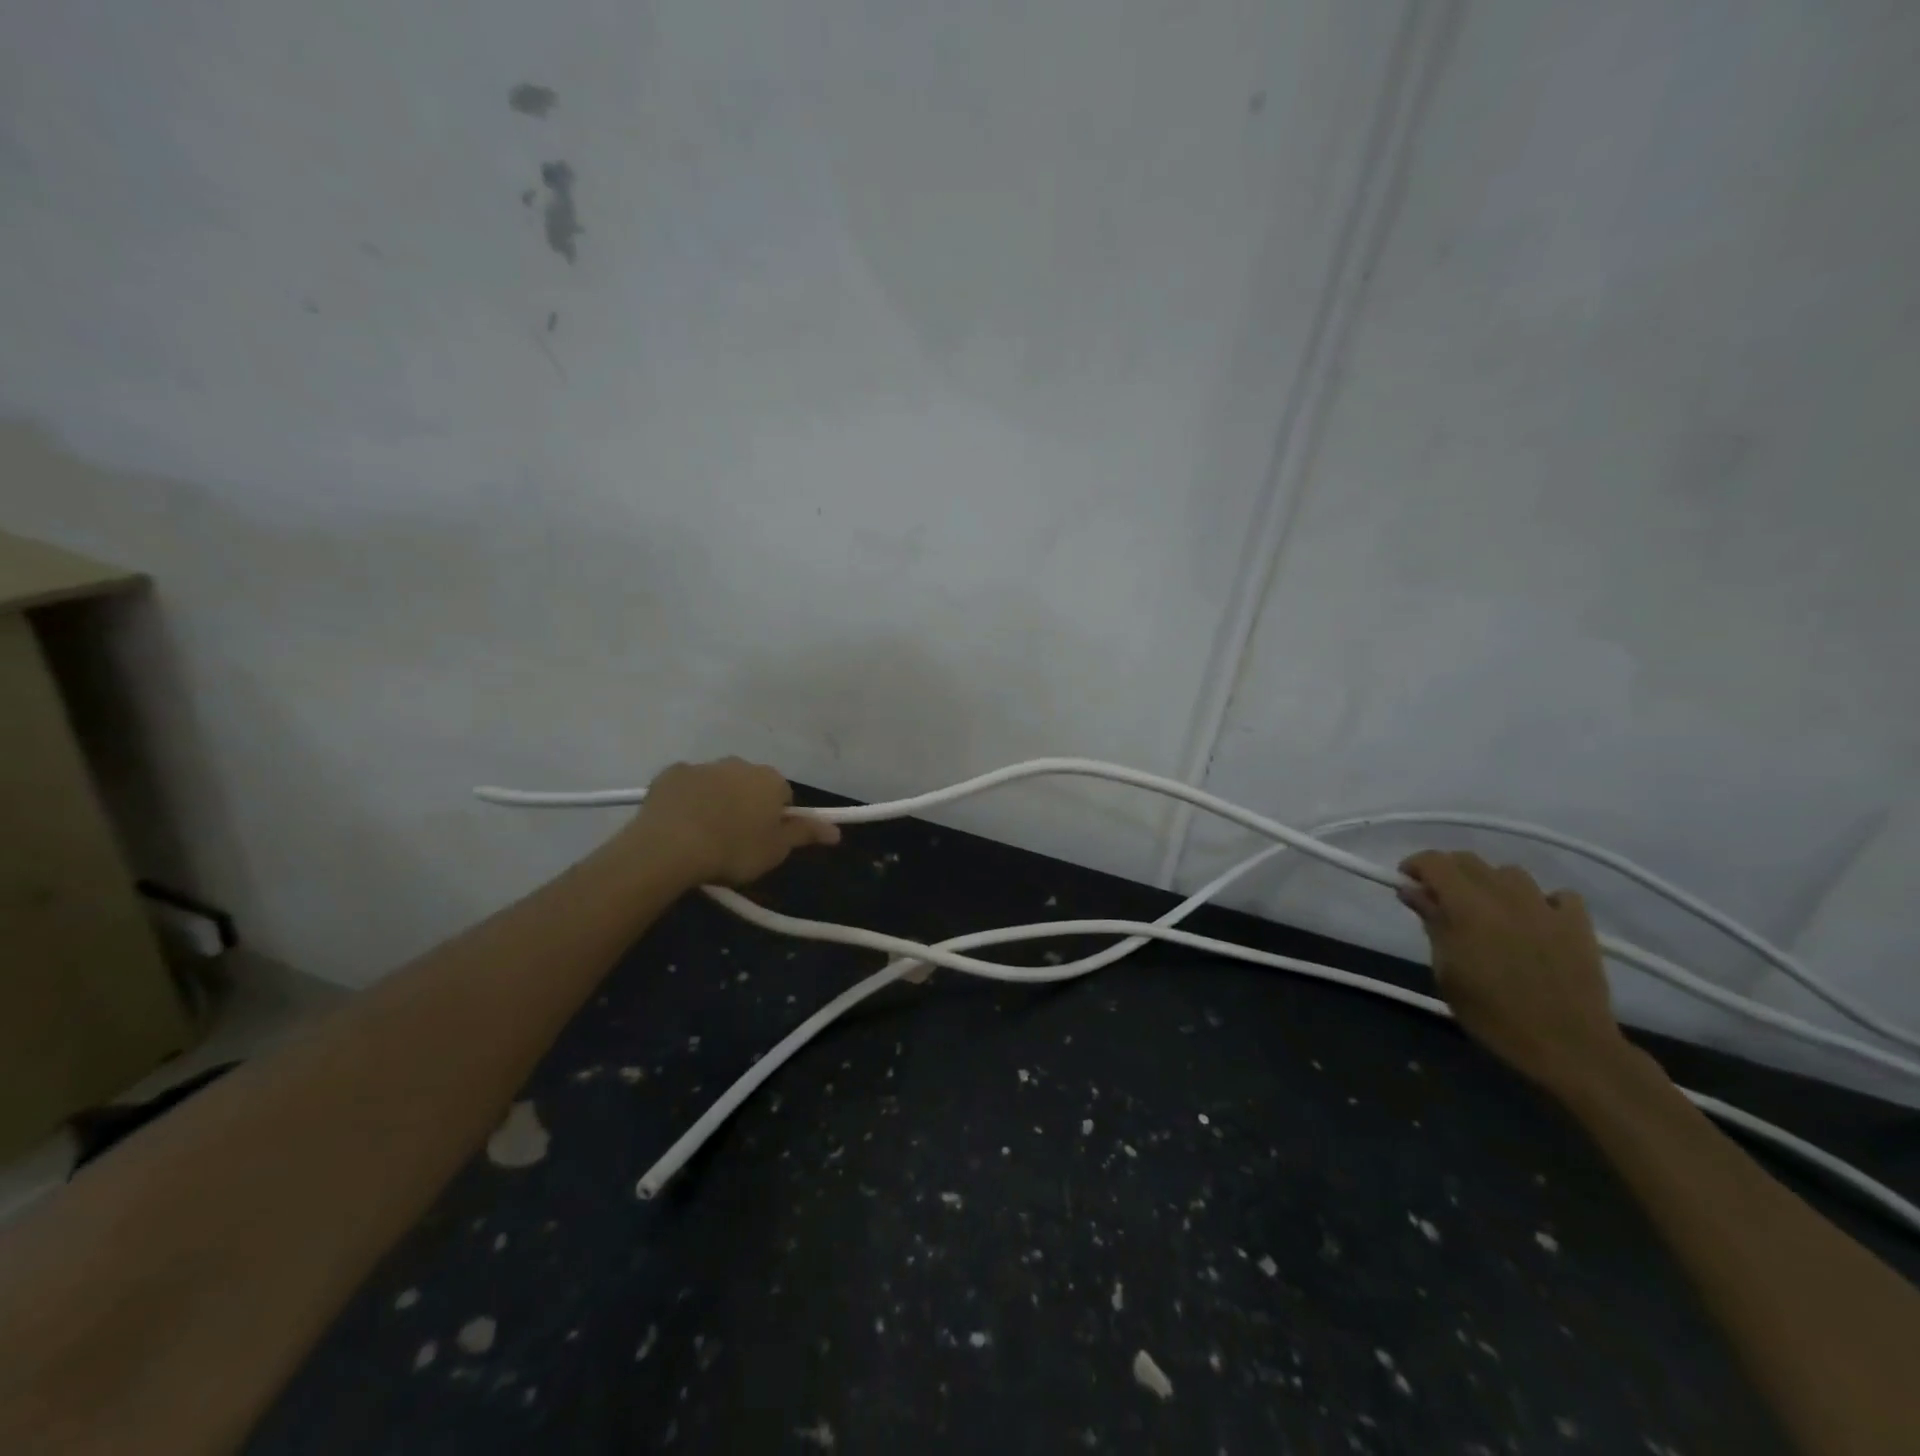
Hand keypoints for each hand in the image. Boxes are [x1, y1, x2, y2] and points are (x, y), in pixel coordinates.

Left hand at [624, 758, 839, 886]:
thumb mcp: (776, 850)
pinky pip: (686, 785)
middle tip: (735, 839)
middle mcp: (740, 764)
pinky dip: (686, 800)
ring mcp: (703, 766)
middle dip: (746, 805)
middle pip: (750, 785)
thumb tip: (836, 830)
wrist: (671, 846)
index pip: (784, 796)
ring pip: (717, 782)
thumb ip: (806, 834)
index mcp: (770, 780)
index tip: (764, 841)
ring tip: (704, 835)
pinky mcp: (670, 773)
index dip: (775, 819)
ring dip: (716, 800)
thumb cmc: (734, 850)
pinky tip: (679, 824)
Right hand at [1398, 850, 1628, 1096]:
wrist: (1567, 1046)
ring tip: (1487, 910)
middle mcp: (1506, 896)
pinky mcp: (1578, 924)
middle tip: (1438, 898)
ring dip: (1491, 883)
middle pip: (1470, 861)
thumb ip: (1432, 924)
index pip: (1435, 862)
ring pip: (1510, 873)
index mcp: (1468, 906)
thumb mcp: (1446, 972)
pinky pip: (1557, 895)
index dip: (1415, 865)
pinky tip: (1534, 921)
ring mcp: (1546, 907)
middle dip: (1447, 871)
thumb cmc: (1492, 1014)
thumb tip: (1413, 891)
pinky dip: (1540, 901)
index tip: (1406, 882)